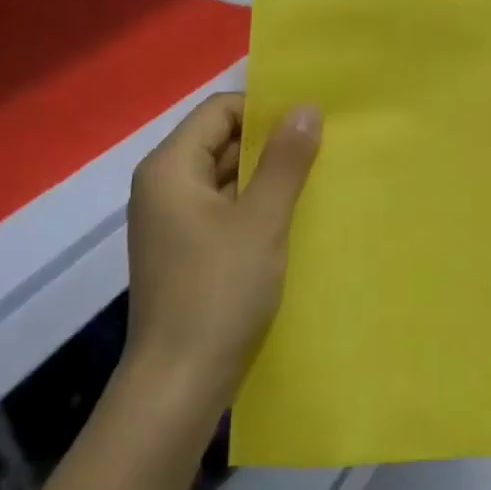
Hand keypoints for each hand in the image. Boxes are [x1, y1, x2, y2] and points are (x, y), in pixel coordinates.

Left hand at [123, 93, 320, 404]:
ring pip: (227, 177)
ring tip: (319, 177)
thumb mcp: (262, 220)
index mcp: (171, 168)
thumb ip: (285, 160)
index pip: (220, 110)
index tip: (312, 122)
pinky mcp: (187, 250)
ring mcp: (173, 221)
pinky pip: (225, 208)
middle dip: (272, 142)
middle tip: (326, 146)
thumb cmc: (219, 292)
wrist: (180, 383)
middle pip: (221, 140)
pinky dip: (256, 205)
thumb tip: (305, 106)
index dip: (264, 109)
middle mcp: (164, 186)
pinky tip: (295, 215)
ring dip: (268, 175)